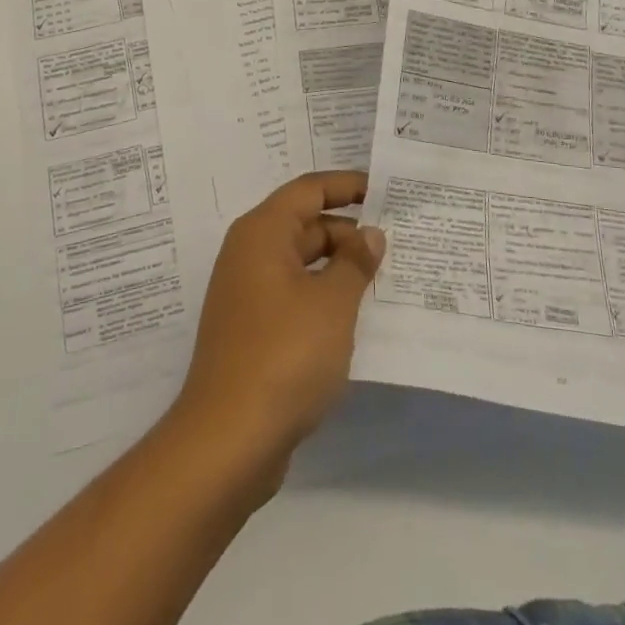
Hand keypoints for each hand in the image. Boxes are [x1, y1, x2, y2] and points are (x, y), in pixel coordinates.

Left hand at [170, 171, 385, 493]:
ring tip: (386, 279)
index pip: (308, 190)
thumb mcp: (332, 304)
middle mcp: (250, 254)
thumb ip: (355, 263)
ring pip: (301, 263)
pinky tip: (356, 317)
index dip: (346, 185)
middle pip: (304, 225)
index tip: (384, 190)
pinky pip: (294, 295)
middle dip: (349, 232)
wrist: (228, 439)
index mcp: (262, 233)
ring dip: (339, 268)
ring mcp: (248, 294)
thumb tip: (369, 234)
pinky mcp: (252, 330)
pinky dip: (323, 296)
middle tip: (397, 243)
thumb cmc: (284, 355)